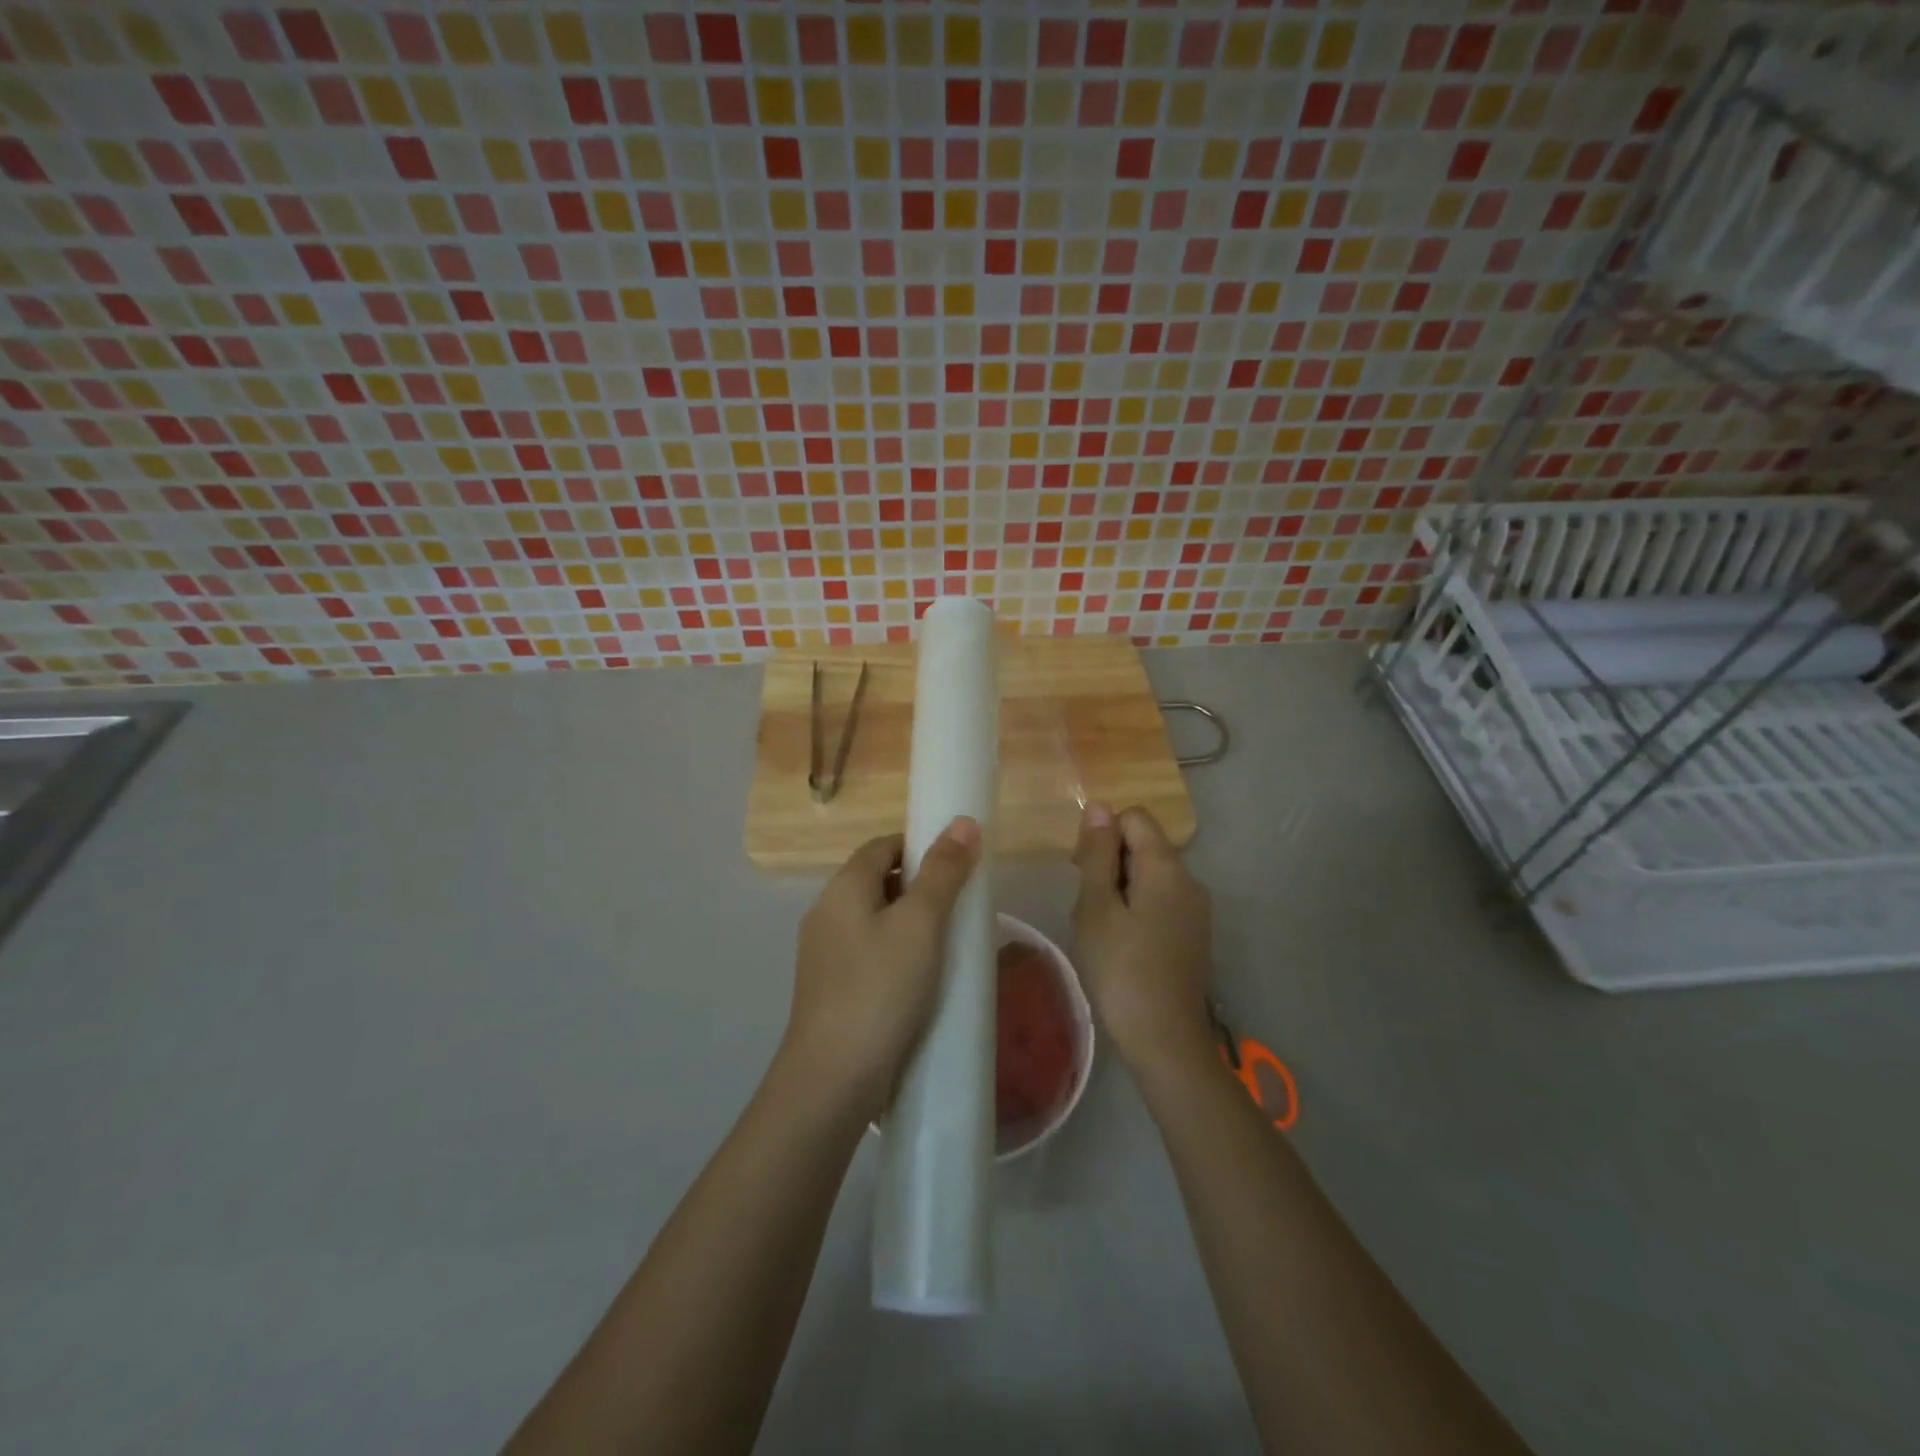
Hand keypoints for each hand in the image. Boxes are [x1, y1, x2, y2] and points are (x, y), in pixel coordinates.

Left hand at [781, 817, 982, 1122]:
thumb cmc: (880, 989)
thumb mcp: (921, 924)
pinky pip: (869, 952)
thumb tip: (963, 822)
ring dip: (910, 921)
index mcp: (843, 888)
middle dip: (919, 884)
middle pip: (877, 880)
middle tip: (960, 904)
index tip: (957, 863)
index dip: (919, 844)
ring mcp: (824, 954)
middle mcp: (826, 913)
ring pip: (874, 919)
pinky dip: (897, 952)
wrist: (832, 1079)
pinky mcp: (830, 988)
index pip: (882, 845)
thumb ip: (943, 872)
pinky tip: (922, 978)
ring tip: (948, 942)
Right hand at [1072, 804, 1213, 1074]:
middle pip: (1144, 845)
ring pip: (1150, 874)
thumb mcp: (1096, 907)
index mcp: (1166, 867)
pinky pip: (1160, 900)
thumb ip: (1098, 854)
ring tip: (1100, 928)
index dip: (1103, 833)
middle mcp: (1189, 880)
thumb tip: (1099, 806)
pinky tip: (1120, 943)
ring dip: (1119, 887)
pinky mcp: (1193, 933)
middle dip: (1109, 861)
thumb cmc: (1121, 968)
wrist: (1165, 1039)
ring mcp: (1195, 909)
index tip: (1082, 869)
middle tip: (1086, 904)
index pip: (1134, 817)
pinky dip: (1136, 907)